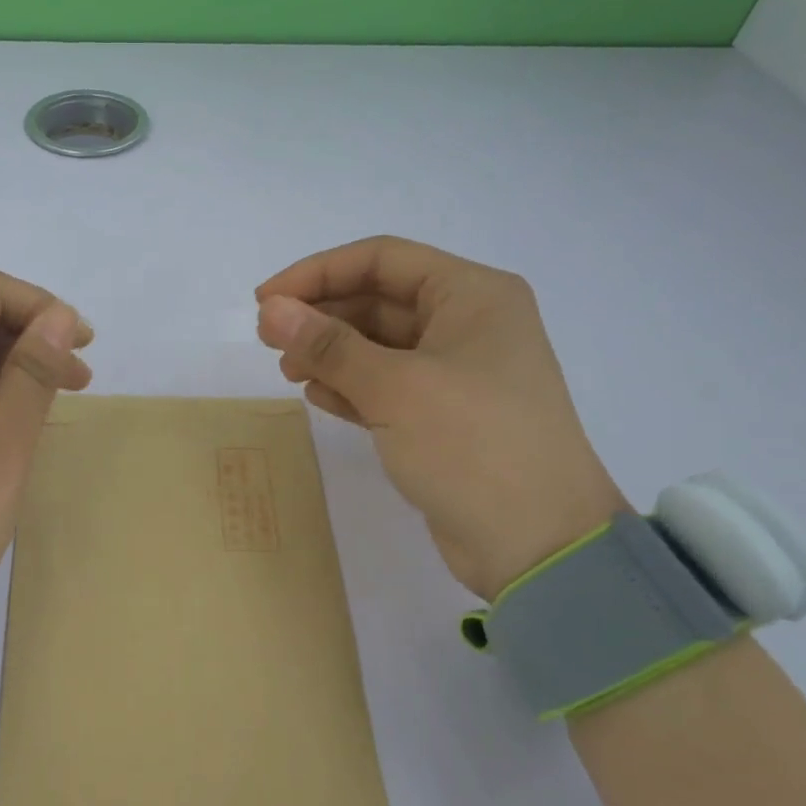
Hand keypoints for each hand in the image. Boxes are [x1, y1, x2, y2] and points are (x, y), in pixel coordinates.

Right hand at [256, 236, 625, 599]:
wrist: (539, 545)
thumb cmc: (472, 446)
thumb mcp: (395, 387)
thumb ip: (329, 345)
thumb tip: (271, 309)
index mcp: (473, 295)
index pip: (382, 260)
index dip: (318, 273)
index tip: (266, 300)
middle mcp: (468, 324)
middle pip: (378, 301)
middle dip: (321, 316)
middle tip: (268, 341)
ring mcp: (457, 373)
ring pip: (378, 345)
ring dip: (330, 353)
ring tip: (288, 372)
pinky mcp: (444, 416)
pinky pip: (386, 385)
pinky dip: (351, 386)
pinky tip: (318, 397)